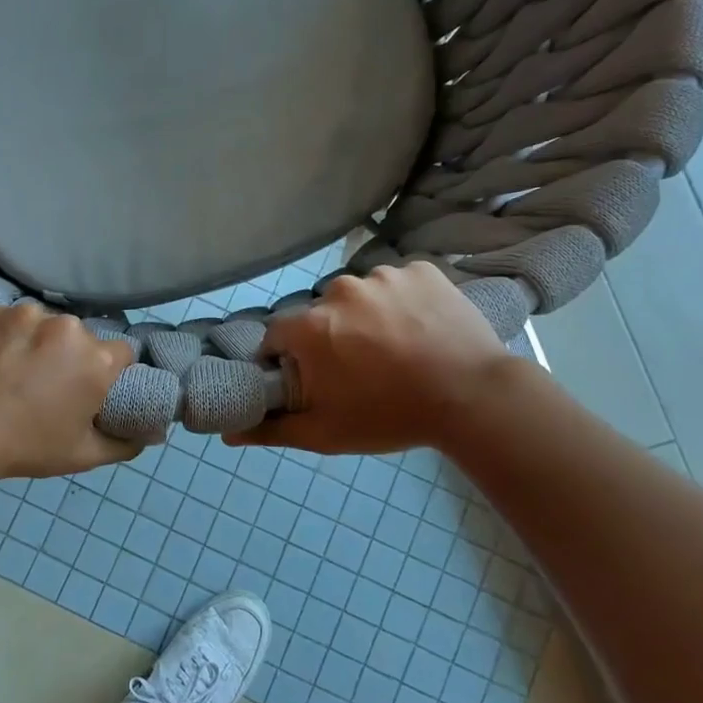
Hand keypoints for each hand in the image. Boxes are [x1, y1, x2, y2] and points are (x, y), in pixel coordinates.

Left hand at [0, 304, 139, 479]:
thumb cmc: (23, 447)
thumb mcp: (81, 456)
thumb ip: (124, 444)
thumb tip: (152, 434)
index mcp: (96, 359)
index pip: (122, 354)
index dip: (110, 372)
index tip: (90, 389)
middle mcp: (66, 327)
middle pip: (80, 338)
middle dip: (70, 356)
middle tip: (46, 385)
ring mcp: (24, 314)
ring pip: (42, 325)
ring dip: (36, 342)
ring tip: (12, 371)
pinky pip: (6, 320)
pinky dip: (3, 336)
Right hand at [227, 262, 518, 455]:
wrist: (474, 399)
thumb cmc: (390, 417)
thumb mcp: (325, 433)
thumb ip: (272, 429)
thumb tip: (227, 433)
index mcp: (310, 326)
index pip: (279, 335)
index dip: (290, 358)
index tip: (313, 378)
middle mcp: (339, 290)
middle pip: (320, 314)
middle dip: (331, 337)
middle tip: (360, 368)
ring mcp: (384, 275)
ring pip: (360, 295)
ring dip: (368, 316)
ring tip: (397, 348)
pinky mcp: (422, 270)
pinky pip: (398, 282)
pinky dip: (403, 300)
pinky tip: (421, 328)